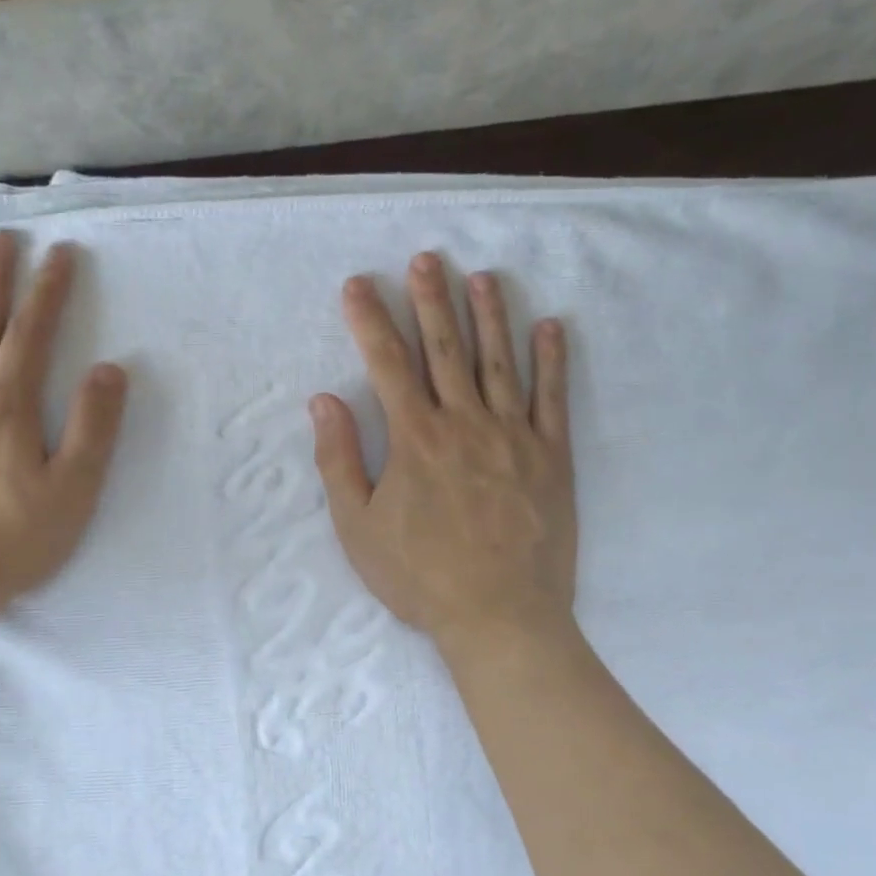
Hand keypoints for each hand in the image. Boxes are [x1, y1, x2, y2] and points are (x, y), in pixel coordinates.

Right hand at [311, 252, 575, 652]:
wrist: (500, 617)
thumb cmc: (421, 577)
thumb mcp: (358, 528)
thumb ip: (339, 461)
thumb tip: (323, 402)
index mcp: (415, 439)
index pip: (387, 363)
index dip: (370, 319)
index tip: (358, 284)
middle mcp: (464, 423)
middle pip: (445, 349)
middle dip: (431, 300)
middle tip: (427, 258)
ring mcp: (513, 436)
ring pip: (499, 362)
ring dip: (489, 316)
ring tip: (481, 277)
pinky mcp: (551, 456)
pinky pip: (552, 398)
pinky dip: (552, 360)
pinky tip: (550, 326)